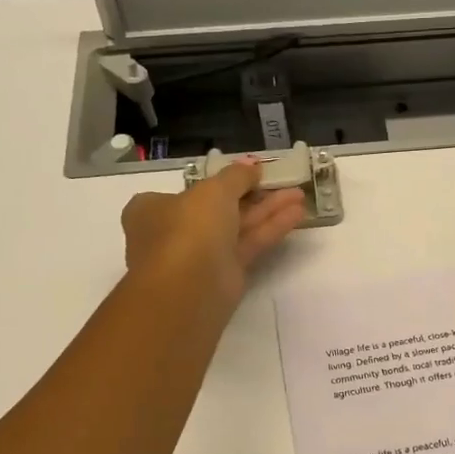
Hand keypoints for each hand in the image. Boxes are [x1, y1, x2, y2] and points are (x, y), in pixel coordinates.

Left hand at [121, 161, 305, 302]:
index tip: (251, 173)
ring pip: (238, 226)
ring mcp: (201, 254)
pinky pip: (249, 244)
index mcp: (154, 208)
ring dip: (268, 209)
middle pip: (220, 207)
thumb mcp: (213, 190)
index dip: (221, 180)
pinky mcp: (225, 273)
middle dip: (253, 193)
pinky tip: (297, 214)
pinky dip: (270, 229)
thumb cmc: (189, 229)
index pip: (190, 190)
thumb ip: (236, 176)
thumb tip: (252, 165)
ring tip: (300, 194)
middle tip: (282, 181)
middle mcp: (175, 231)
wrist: (189, 288)